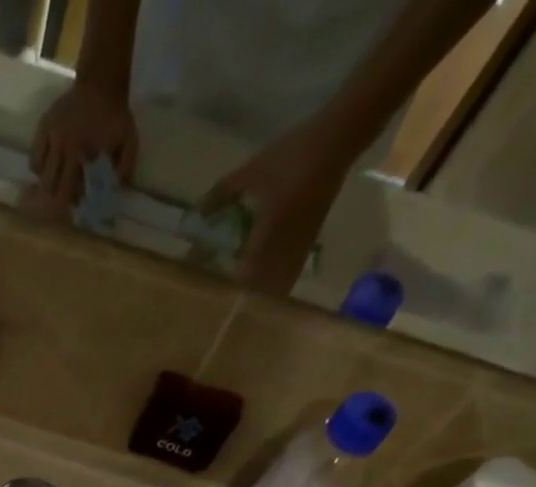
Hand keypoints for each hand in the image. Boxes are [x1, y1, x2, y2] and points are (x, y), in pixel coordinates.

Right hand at [31, 80, 139, 204]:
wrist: (101, 80)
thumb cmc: (114, 114)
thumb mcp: (128, 139)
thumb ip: (126, 164)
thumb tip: (118, 187)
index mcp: (76, 149)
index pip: (66, 187)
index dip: (70, 199)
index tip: (79, 202)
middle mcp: (59, 143)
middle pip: (49, 183)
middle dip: (57, 193)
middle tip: (67, 193)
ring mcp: (49, 133)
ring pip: (38, 170)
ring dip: (47, 180)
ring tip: (58, 178)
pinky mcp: (43, 125)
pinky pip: (34, 155)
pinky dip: (39, 165)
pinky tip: (49, 166)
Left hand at [202, 120, 358, 293]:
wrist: (338, 140)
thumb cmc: (293, 154)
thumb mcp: (253, 170)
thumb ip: (223, 192)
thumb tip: (197, 212)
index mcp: (268, 232)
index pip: (245, 273)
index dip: (230, 287)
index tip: (212, 292)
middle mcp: (285, 246)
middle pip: (262, 287)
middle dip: (244, 296)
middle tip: (224, 298)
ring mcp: (300, 246)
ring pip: (278, 285)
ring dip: (261, 294)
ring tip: (243, 295)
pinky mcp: (310, 242)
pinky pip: (291, 273)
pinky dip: (277, 283)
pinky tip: (265, 283)